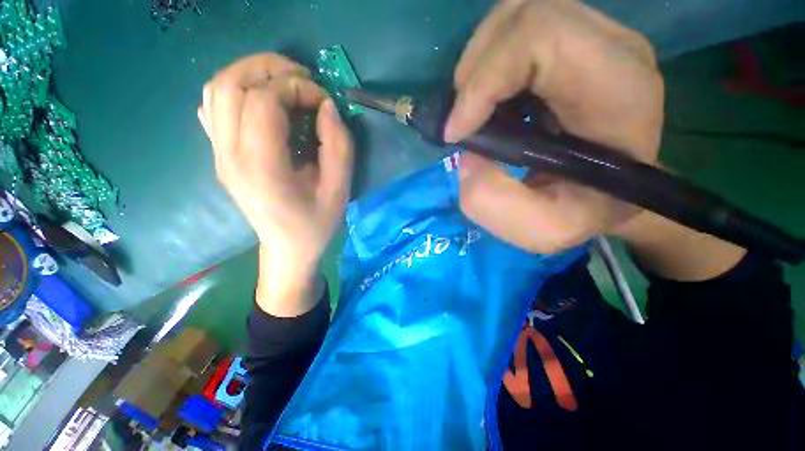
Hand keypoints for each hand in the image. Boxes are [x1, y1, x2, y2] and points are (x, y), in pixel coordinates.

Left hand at [199, 54, 352, 314]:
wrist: (288, 248)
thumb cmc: (317, 224)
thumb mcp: (339, 190)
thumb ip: (338, 147)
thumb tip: (327, 106)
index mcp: (262, 168)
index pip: (264, 101)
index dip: (297, 88)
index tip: (324, 102)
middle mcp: (229, 156)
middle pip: (231, 84)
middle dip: (270, 69)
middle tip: (303, 79)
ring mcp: (218, 154)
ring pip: (217, 90)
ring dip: (252, 74)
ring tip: (285, 83)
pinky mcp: (219, 155)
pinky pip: (214, 107)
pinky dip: (238, 91)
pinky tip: (264, 103)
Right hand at [446, 0, 663, 253]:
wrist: (616, 192)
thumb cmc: (589, 211)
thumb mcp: (546, 228)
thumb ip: (496, 204)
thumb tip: (466, 160)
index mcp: (617, 86)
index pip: (541, 36)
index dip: (484, 80)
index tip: (457, 132)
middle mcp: (610, 46)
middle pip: (523, 14)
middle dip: (474, 72)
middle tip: (463, 121)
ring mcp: (592, 37)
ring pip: (515, 15)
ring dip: (478, 66)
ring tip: (474, 112)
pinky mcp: (572, 42)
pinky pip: (516, 32)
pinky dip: (488, 65)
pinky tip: (489, 102)